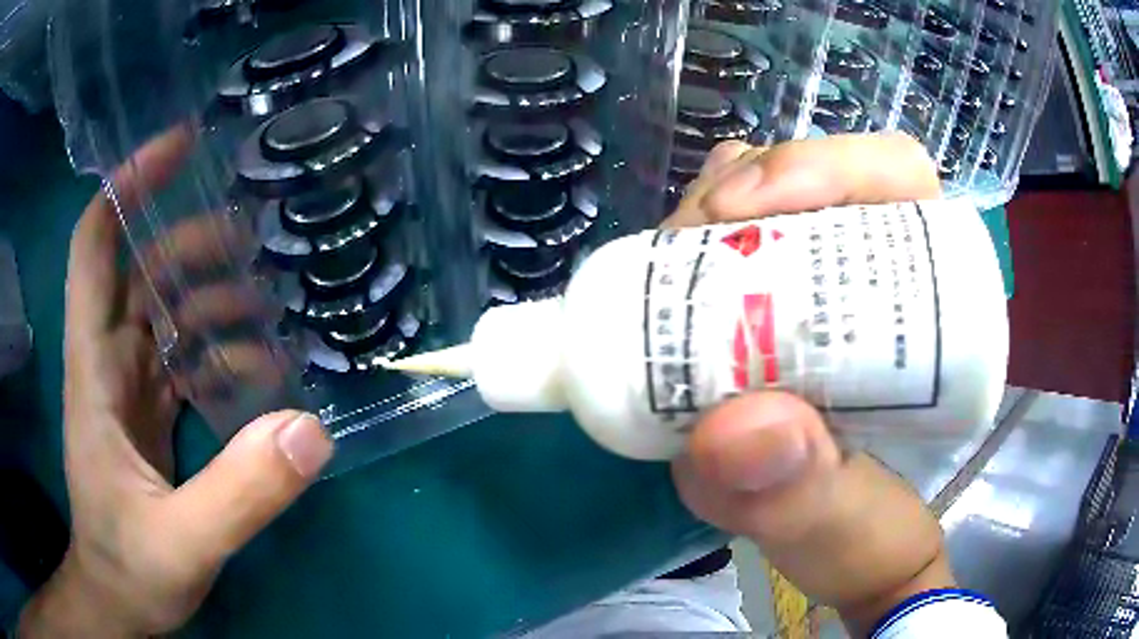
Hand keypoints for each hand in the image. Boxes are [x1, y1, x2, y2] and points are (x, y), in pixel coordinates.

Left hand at [19, 129, 333, 636]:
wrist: (119, 599)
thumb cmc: (130, 568)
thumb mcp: (184, 543)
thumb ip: (241, 493)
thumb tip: (311, 430)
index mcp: (95, 369)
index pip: (95, 246)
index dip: (128, 185)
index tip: (180, 147)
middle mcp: (109, 362)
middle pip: (142, 271)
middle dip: (191, 241)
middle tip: (255, 237)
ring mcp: (130, 389)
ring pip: (166, 312)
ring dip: (213, 296)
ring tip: (271, 302)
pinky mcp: (149, 414)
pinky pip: (182, 359)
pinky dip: (218, 348)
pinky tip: (258, 366)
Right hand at [668, 134, 954, 634]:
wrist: (836, 559)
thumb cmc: (861, 542)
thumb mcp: (836, 531)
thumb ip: (803, 496)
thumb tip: (734, 428)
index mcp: (924, 306)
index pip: (897, 181)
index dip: (830, 166)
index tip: (751, 208)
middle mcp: (873, 278)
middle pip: (816, 179)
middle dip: (748, 187)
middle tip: (691, 241)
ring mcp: (817, 287)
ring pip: (764, 198)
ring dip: (709, 210)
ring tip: (669, 259)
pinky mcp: (765, 311)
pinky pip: (726, 242)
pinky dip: (690, 240)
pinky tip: (667, 267)